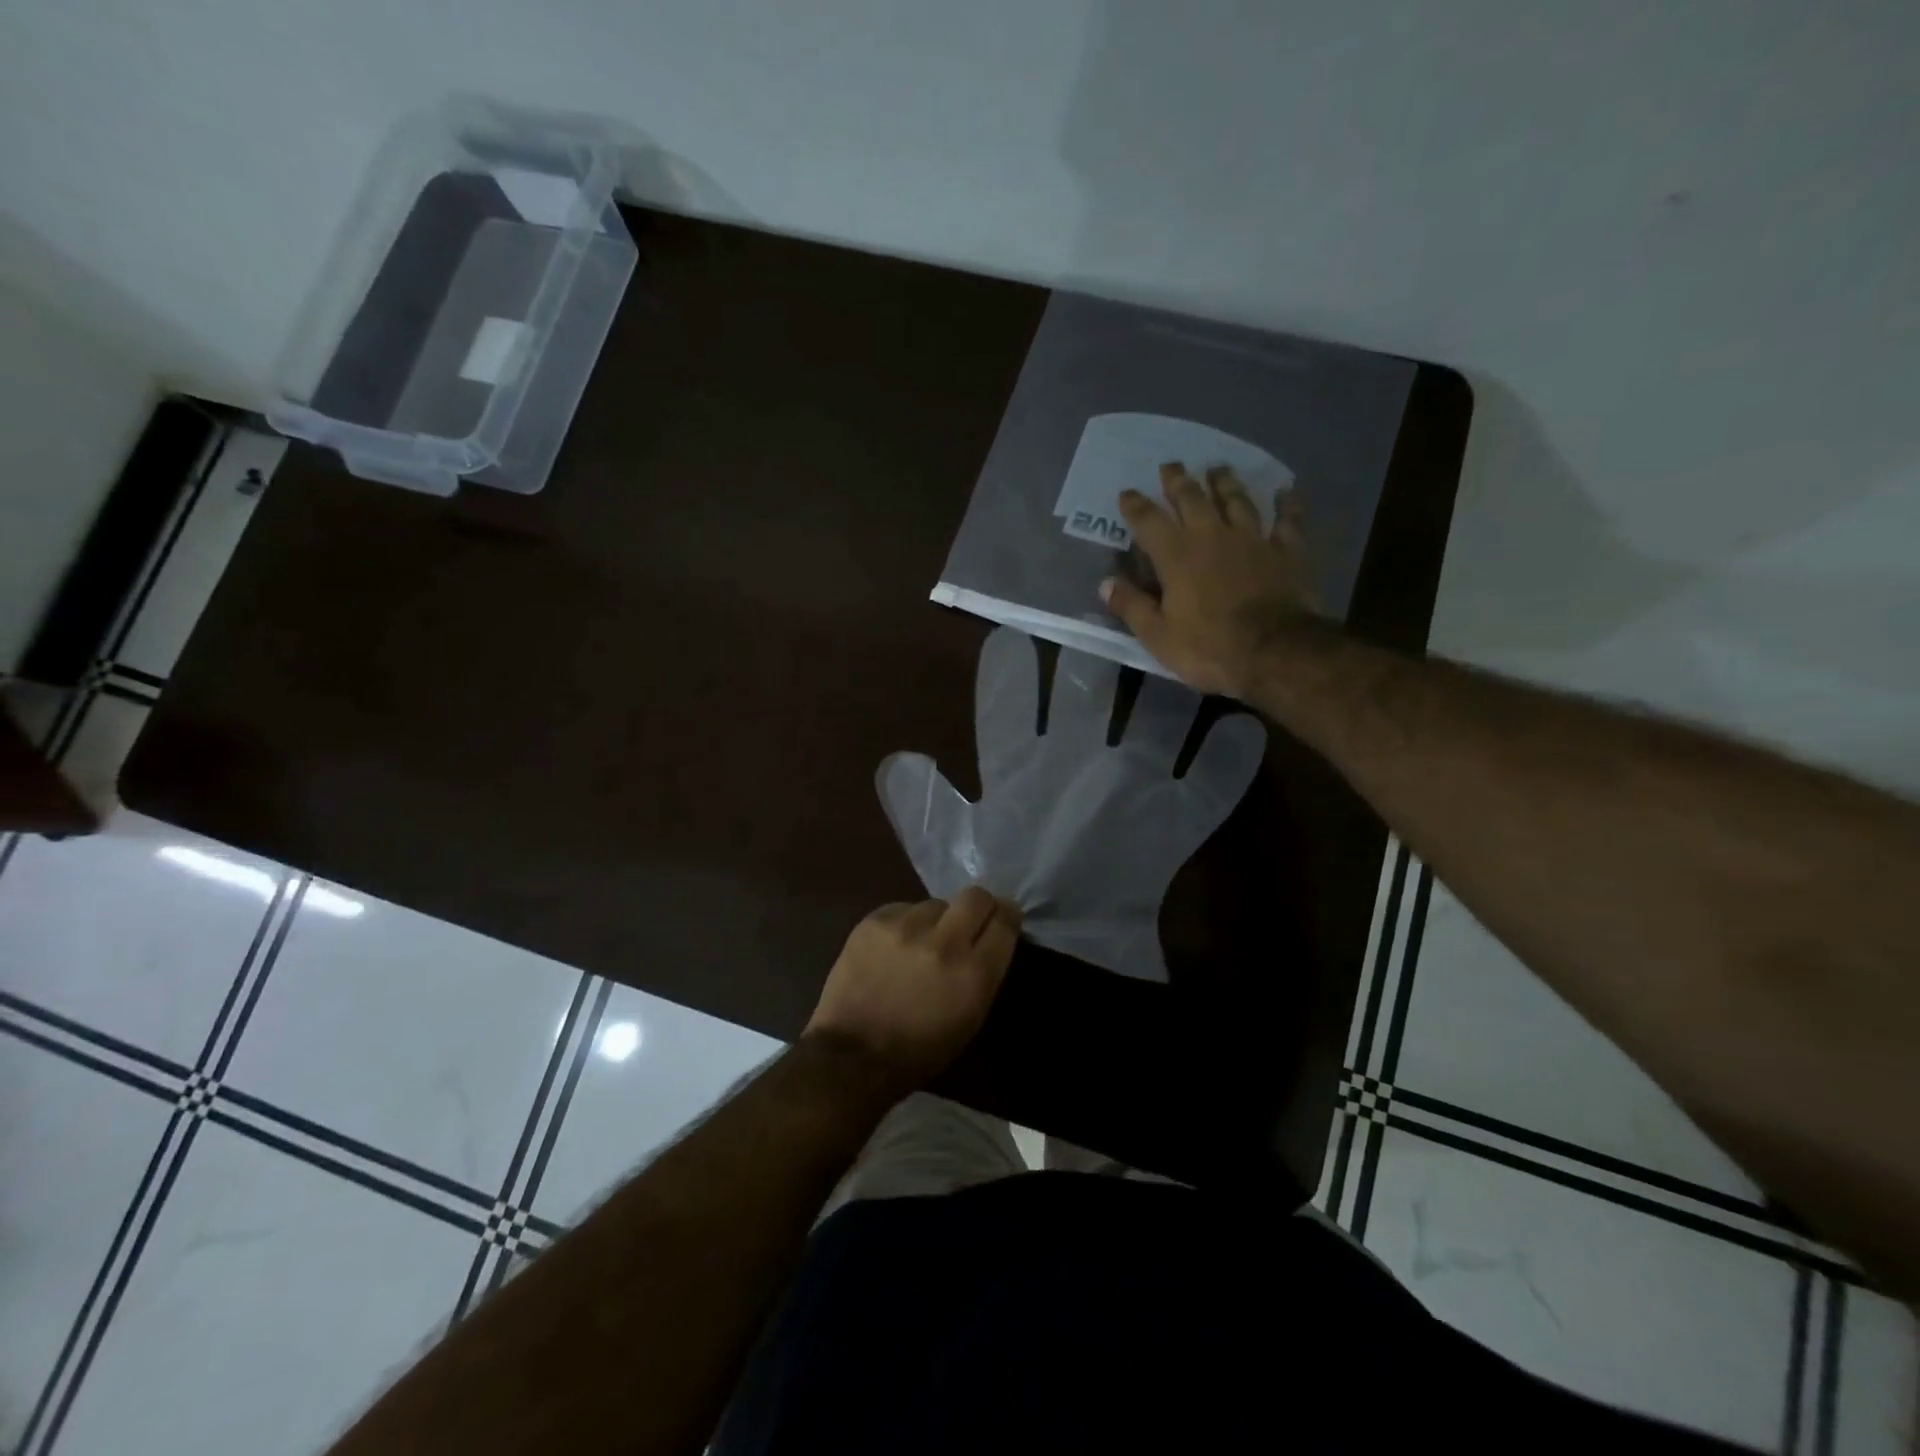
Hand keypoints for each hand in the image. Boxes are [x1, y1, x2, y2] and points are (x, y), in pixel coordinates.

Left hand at [805, 887, 1021, 1093]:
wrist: (852, 1057)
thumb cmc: (919, 1051)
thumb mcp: (970, 1019)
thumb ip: (985, 972)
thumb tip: (990, 938)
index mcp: (974, 973)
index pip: (1005, 921)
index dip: (1008, 916)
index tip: (1004, 918)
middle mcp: (944, 942)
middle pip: (976, 896)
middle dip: (979, 906)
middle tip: (970, 921)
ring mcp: (906, 927)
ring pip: (936, 903)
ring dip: (936, 920)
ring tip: (921, 943)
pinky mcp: (875, 921)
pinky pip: (903, 909)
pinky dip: (905, 923)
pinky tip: (894, 947)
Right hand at [1100, 462, 1321, 699]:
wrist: (1275, 652)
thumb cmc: (1209, 647)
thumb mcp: (1158, 636)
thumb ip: (1132, 606)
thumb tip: (1106, 584)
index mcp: (1176, 555)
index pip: (1149, 521)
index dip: (1135, 505)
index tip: (1127, 493)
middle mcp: (1212, 536)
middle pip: (1192, 499)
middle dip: (1178, 481)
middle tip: (1171, 465)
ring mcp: (1253, 539)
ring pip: (1237, 500)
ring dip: (1225, 482)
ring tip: (1217, 468)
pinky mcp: (1287, 551)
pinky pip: (1288, 521)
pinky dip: (1287, 504)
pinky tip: (1288, 491)